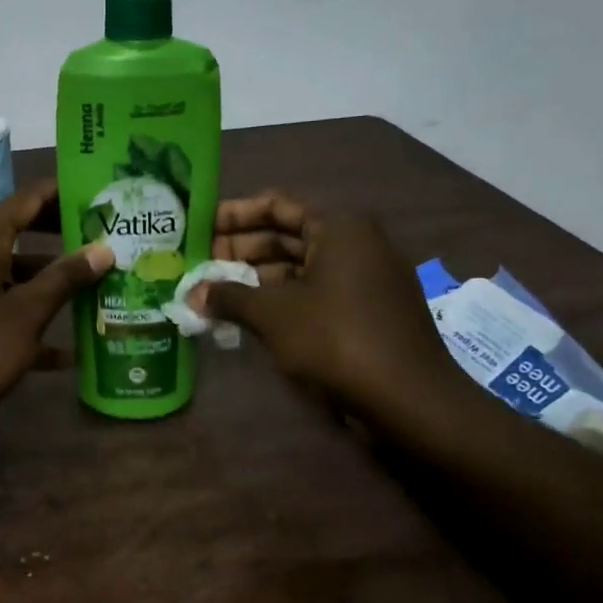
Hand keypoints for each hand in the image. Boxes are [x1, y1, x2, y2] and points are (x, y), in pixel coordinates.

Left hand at [0, 179, 113, 427]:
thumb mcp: (25, 315)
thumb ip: (63, 279)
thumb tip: (103, 249)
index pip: (29, 198)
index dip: (65, 192)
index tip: (103, 196)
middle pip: (23, 230)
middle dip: (64, 235)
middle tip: (106, 238)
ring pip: (15, 270)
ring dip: (51, 278)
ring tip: (97, 286)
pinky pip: (3, 303)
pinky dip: (31, 316)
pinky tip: (67, 352)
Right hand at [202, 190, 470, 422]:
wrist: (410, 399)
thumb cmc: (337, 339)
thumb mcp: (273, 314)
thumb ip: (229, 297)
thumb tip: (192, 294)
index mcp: (338, 226)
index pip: (277, 204)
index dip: (235, 214)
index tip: (201, 227)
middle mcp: (356, 242)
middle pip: (288, 234)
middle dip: (241, 248)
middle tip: (201, 263)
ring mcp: (365, 277)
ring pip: (301, 265)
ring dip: (257, 276)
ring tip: (216, 292)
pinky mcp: (368, 309)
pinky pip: (316, 290)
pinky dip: (282, 297)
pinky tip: (250, 315)